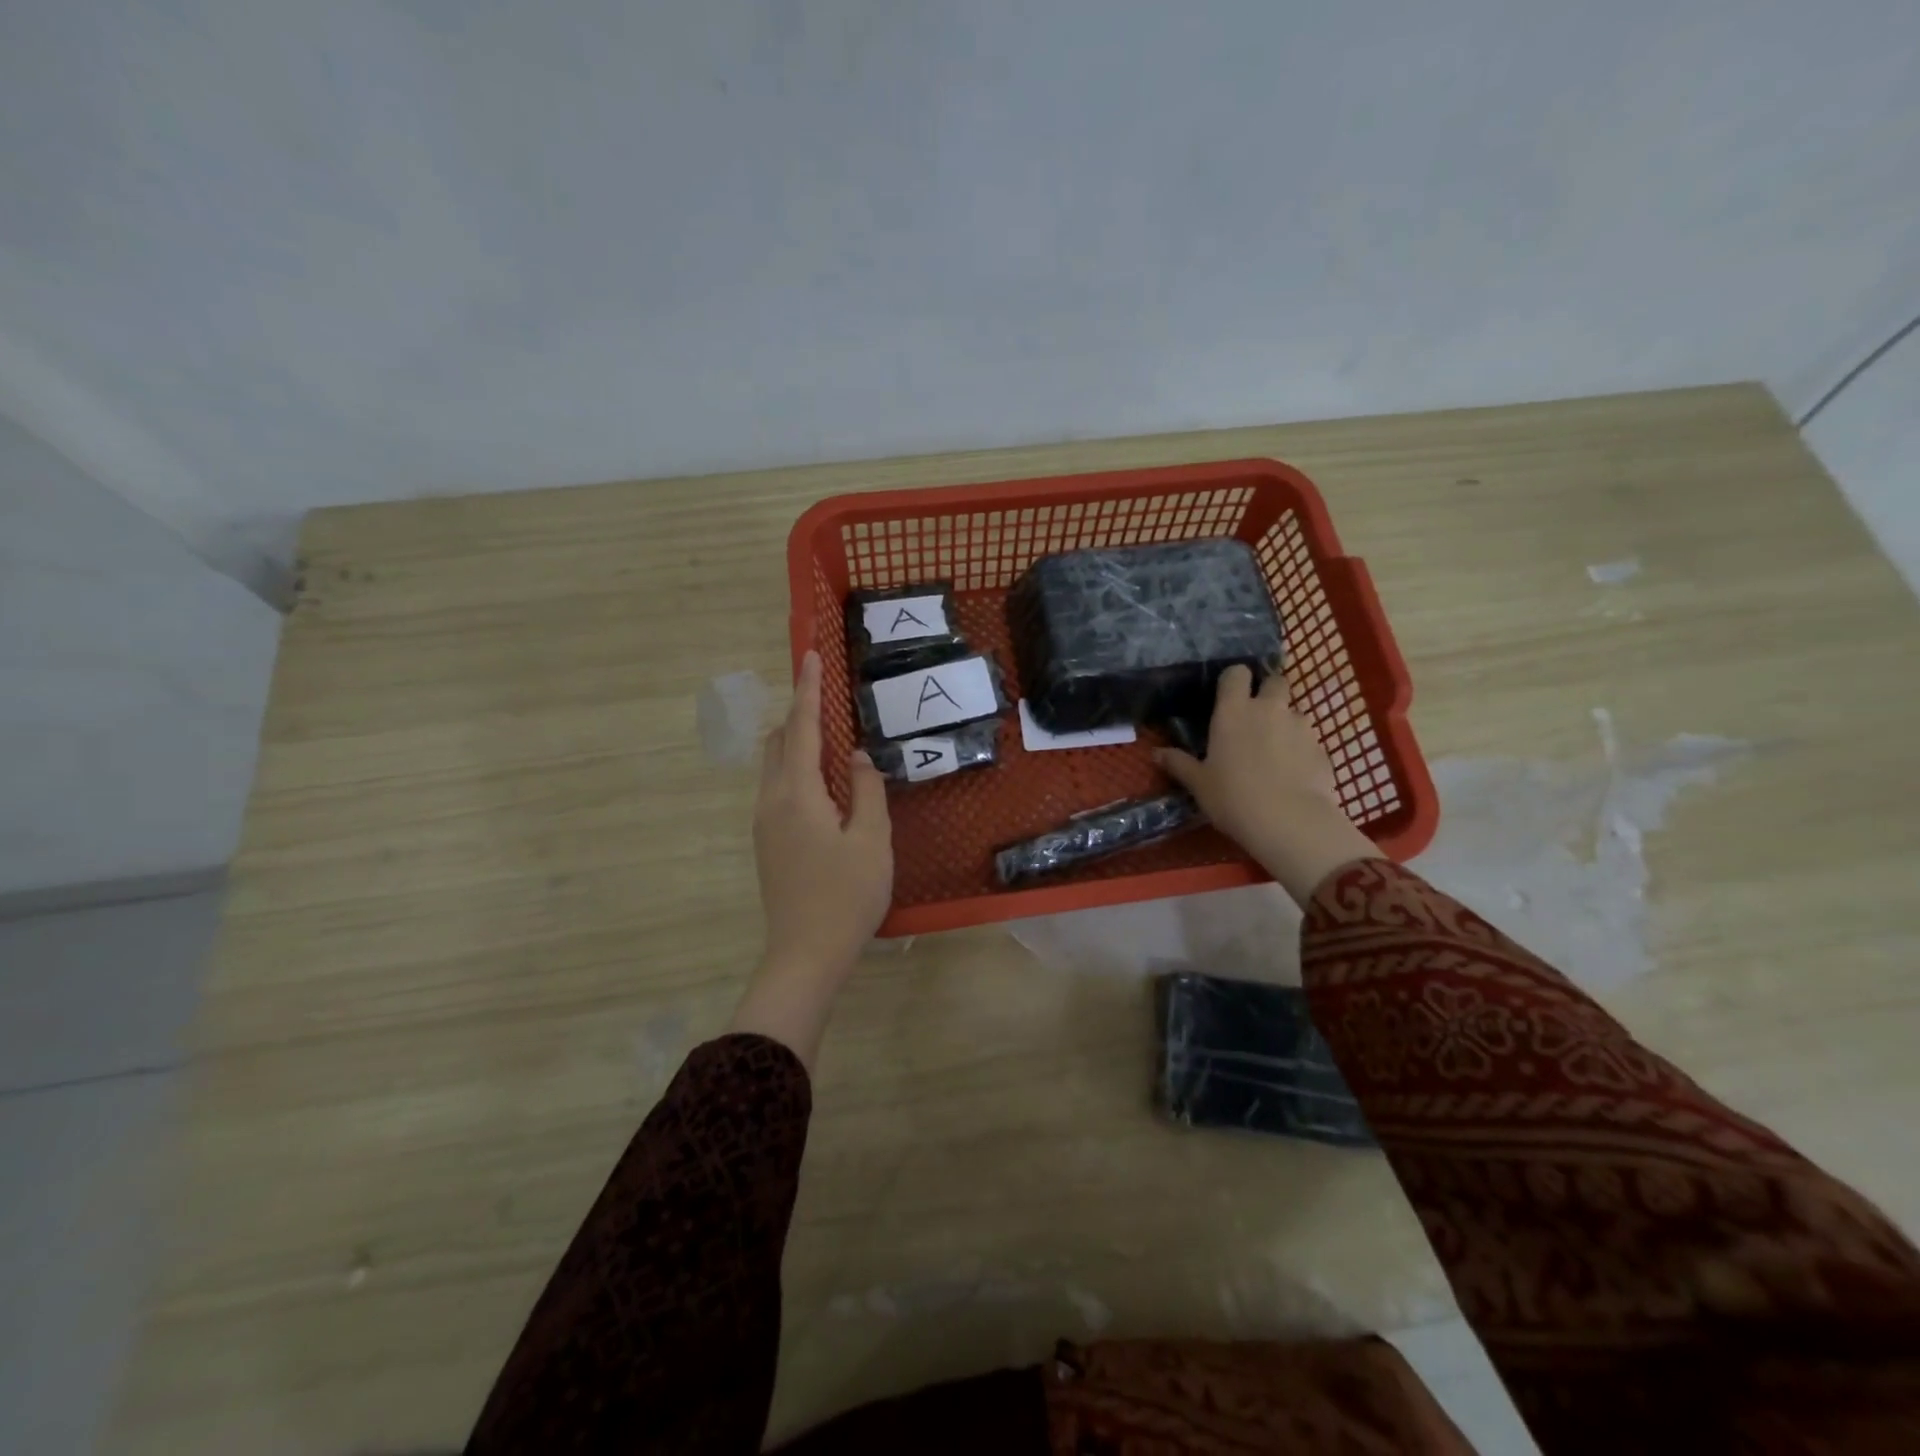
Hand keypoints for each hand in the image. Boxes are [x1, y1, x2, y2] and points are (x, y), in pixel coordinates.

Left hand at [730, 650, 891, 1066]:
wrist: (805, 954)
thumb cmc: (846, 896)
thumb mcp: (871, 840)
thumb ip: (866, 790)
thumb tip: (857, 758)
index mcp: (797, 794)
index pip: (802, 728)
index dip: (809, 690)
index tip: (811, 655)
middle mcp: (771, 800)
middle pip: (779, 742)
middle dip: (800, 713)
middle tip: (828, 698)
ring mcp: (764, 822)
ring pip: (775, 766)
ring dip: (797, 742)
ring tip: (830, 737)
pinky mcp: (767, 842)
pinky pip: (778, 787)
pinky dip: (797, 768)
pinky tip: (824, 783)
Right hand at [1155, 665, 1380, 907]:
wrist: (1290, 822)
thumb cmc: (1233, 797)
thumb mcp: (1199, 784)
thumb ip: (1179, 764)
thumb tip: (1156, 753)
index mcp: (1233, 711)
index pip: (1236, 673)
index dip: (1234, 680)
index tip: (1228, 695)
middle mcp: (1269, 708)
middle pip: (1275, 681)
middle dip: (1268, 692)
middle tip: (1256, 717)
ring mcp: (1300, 726)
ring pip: (1294, 711)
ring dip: (1285, 723)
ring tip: (1274, 752)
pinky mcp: (1322, 748)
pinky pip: (1308, 740)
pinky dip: (1301, 749)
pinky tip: (1292, 773)